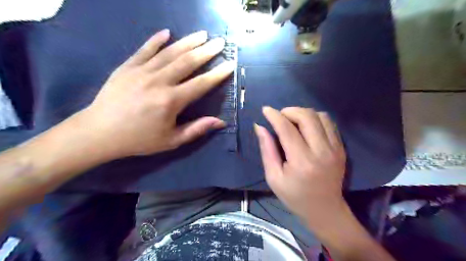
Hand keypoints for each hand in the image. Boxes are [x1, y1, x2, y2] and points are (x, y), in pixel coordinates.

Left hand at [79, 29, 237, 158]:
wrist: (99, 132)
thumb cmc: (138, 139)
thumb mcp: (171, 141)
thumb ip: (196, 129)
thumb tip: (220, 122)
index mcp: (171, 101)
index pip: (201, 84)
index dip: (217, 74)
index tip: (230, 64)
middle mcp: (159, 82)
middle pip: (187, 62)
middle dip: (206, 51)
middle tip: (220, 42)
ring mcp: (141, 71)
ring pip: (169, 52)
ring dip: (188, 42)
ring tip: (202, 34)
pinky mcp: (127, 67)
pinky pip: (144, 49)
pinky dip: (156, 40)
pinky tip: (167, 32)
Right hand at [254, 107, 345, 231]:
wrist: (325, 209)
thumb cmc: (294, 196)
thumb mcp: (274, 177)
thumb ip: (267, 150)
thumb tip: (260, 127)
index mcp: (302, 161)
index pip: (287, 129)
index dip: (274, 116)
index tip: (265, 109)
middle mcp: (321, 151)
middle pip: (307, 116)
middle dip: (290, 111)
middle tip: (280, 117)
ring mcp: (335, 148)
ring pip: (320, 115)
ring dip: (303, 113)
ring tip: (293, 122)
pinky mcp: (341, 148)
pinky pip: (329, 123)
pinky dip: (315, 119)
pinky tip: (306, 127)